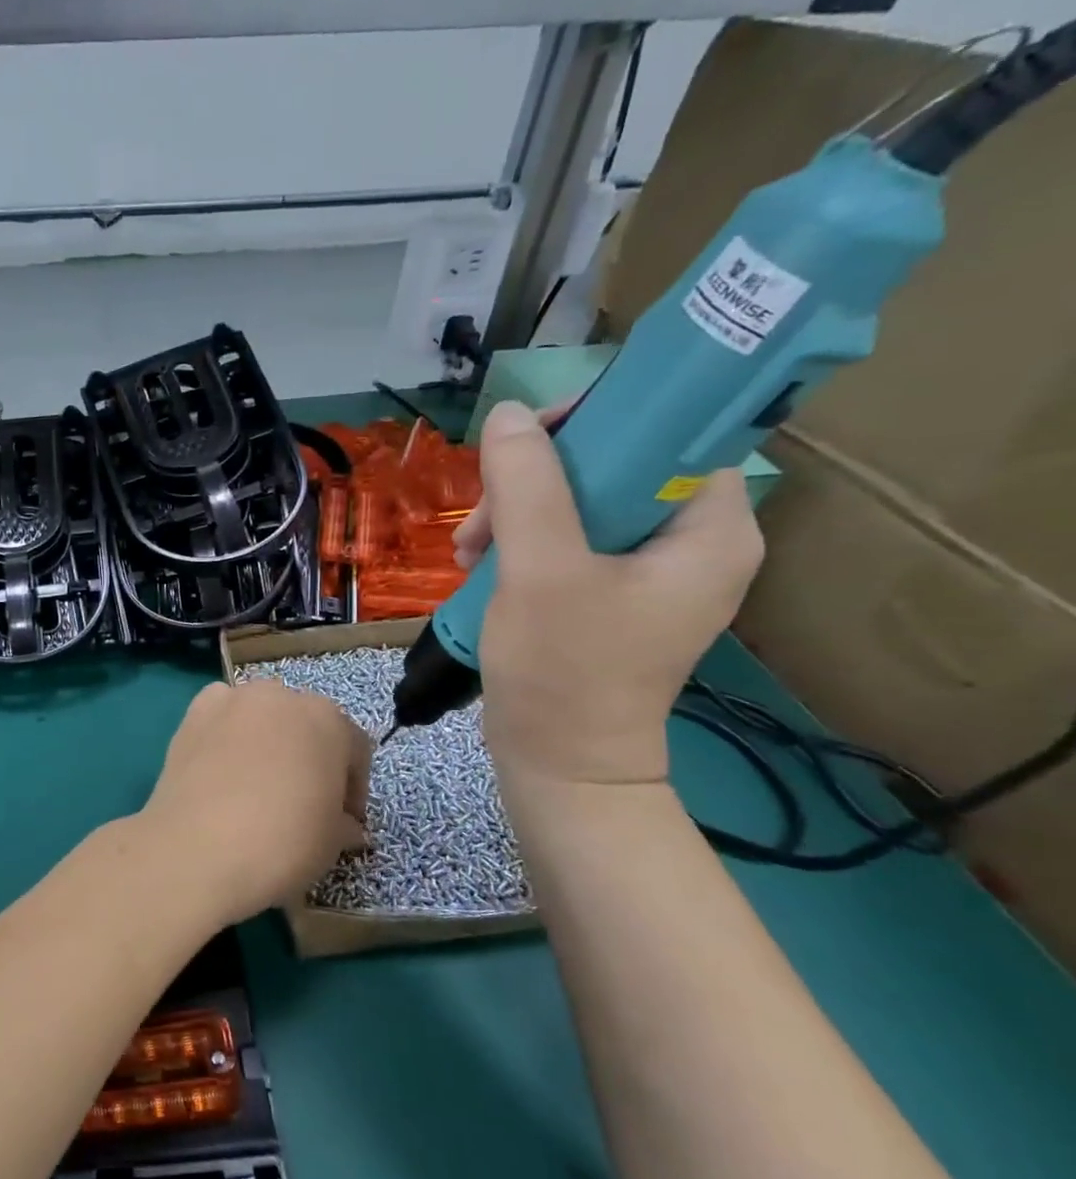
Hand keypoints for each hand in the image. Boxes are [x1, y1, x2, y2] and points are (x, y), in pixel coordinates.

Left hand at [137, 681, 369, 927]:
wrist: (199, 849)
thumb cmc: (283, 843)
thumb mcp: (332, 842)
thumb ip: (343, 823)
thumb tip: (345, 825)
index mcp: (328, 719)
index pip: (353, 748)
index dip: (352, 788)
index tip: (345, 821)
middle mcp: (280, 696)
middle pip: (304, 724)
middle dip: (307, 757)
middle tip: (301, 800)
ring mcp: (232, 699)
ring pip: (260, 716)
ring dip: (265, 741)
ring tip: (256, 784)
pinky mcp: (192, 713)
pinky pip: (220, 717)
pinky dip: (225, 734)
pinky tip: (221, 769)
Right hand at [461, 400, 764, 788]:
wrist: (560, 764)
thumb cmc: (564, 670)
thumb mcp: (542, 571)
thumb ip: (527, 486)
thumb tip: (507, 414)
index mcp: (709, 530)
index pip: (670, 433)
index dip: (599, 422)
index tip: (528, 443)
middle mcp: (690, 543)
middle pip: (613, 467)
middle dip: (535, 482)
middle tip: (483, 516)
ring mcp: (647, 573)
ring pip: (578, 504)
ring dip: (516, 514)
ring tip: (469, 552)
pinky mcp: (609, 596)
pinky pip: (566, 540)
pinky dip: (520, 544)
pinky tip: (480, 566)